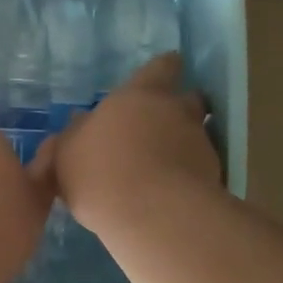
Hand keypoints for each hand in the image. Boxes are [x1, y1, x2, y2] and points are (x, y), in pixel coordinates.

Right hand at [44, 53, 219, 234]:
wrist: (153, 215)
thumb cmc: (100, 173)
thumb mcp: (68, 154)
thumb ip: (75, 135)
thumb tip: (80, 121)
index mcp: (138, 96)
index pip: (161, 67)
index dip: (164, 68)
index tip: (166, 71)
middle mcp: (175, 111)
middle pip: (189, 98)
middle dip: (180, 107)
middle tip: (163, 123)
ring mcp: (199, 144)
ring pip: (198, 134)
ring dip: (187, 142)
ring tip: (169, 163)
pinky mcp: (214, 177)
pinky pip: (202, 168)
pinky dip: (192, 175)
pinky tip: (175, 193)